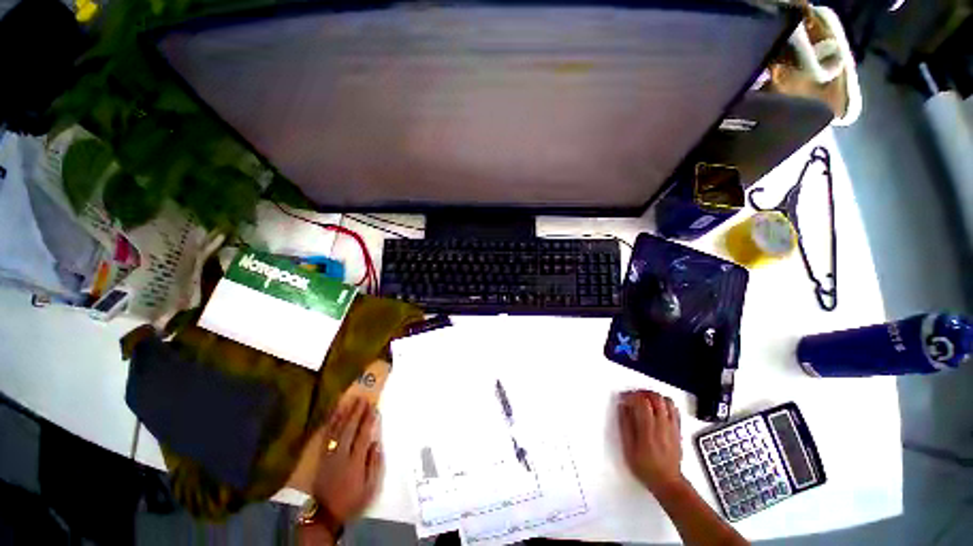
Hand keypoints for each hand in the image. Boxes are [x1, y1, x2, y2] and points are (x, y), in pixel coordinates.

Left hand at [312, 397, 382, 529]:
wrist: (325, 514)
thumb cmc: (352, 499)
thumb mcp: (370, 487)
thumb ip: (374, 464)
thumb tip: (376, 443)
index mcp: (355, 462)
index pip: (363, 436)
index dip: (368, 421)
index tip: (374, 408)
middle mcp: (341, 455)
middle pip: (349, 429)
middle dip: (357, 413)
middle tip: (363, 399)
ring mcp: (329, 455)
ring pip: (337, 430)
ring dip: (344, 414)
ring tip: (351, 401)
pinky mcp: (321, 457)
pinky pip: (326, 436)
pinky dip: (330, 423)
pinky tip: (334, 414)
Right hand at [618, 390, 684, 494]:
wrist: (668, 482)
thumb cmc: (646, 467)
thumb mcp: (629, 448)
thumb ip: (625, 425)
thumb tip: (622, 407)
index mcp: (649, 430)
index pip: (642, 402)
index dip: (631, 396)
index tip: (624, 399)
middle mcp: (663, 425)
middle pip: (655, 397)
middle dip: (642, 393)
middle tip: (633, 397)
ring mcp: (672, 427)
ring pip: (666, 400)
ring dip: (653, 396)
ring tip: (644, 401)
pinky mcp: (678, 429)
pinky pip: (674, 409)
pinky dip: (664, 403)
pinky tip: (657, 408)